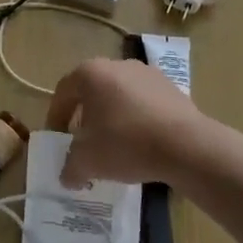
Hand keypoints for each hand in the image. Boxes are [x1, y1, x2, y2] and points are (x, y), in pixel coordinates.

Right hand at [46, 58, 211, 188]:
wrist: (187, 145)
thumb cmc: (126, 143)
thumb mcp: (88, 161)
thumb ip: (70, 168)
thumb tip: (67, 177)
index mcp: (90, 73)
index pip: (63, 92)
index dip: (56, 117)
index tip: (58, 139)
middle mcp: (117, 65)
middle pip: (92, 91)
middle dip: (85, 117)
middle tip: (84, 143)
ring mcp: (147, 73)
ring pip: (119, 96)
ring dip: (112, 118)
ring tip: (115, 147)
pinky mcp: (171, 88)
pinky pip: (144, 103)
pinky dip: (137, 120)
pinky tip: (142, 144)